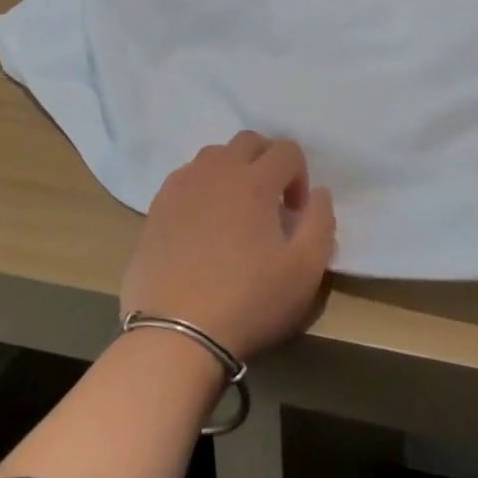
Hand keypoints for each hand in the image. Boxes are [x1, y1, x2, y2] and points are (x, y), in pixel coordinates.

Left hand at [122, 132, 336, 359]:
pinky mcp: (156, 209)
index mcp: (255, 181)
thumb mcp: (306, 270)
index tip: (295, 214)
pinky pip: (184, 178)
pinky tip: (202, 224)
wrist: (175, 335)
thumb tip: (319, 194)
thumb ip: (321, 223)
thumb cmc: (248, 302)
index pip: (287, 150)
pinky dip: (201, 187)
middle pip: (248, 141)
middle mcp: (217, 172)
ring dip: (232, 170)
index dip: (300, 176)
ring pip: (213, 155)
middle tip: (270, 202)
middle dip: (267, 162)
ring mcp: (182, 188)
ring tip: (235, 211)